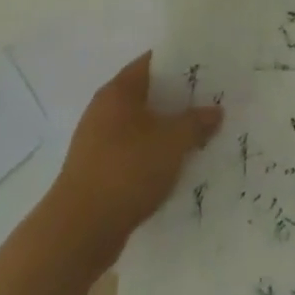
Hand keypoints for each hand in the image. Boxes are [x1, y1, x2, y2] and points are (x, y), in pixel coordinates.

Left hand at [43, 53, 222, 272]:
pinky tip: (178, 166)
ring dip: (168, 130)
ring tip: (202, 134)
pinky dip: (155, 155)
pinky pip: (135, 153)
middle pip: (148, 95)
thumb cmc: (127, 170)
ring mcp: (98, 143)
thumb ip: (197, 122)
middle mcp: (104, 111)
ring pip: (143, 126)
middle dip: (179, 99)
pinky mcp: (99, 172)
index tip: (208, 67)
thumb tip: (215, 111)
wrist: (79, 232)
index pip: (152, 62)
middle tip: (213, 101)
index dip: (181, 62)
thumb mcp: (173, 142)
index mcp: (118, 92)